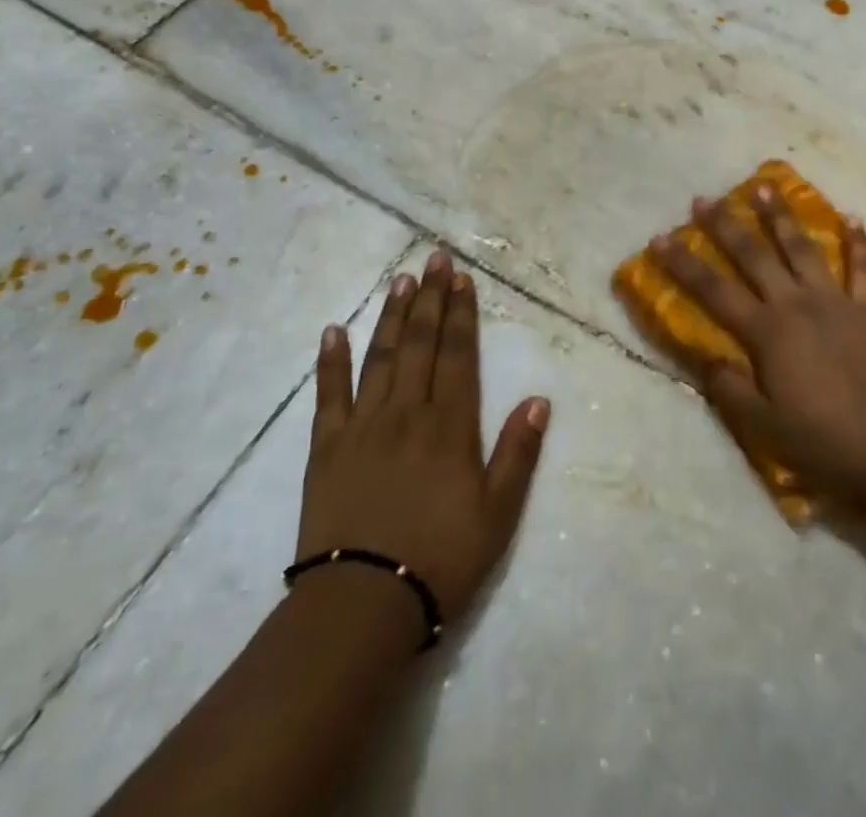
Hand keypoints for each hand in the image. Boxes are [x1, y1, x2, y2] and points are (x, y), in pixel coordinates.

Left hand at [297, 251, 549, 628]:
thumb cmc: (440, 560)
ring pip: (380, 356)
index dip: (461, 314)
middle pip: (420, 343)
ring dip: (392, 315)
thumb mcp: (498, 514)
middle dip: (430, 298)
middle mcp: (407, 412)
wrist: (361, 606)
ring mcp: (363, 426)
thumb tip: (539, 399)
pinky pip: (328, 395)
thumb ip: (518, 453)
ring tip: (400, 279)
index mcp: (450, 425)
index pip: (458, 354)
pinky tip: (334, 331)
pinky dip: (330, 361)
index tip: (461, 279)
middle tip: (433, 259)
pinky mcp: (326, 448)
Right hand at [650, 188, 865, 503]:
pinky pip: (860, 267)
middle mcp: (796, 303)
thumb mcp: (764, 426)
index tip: (660, 237)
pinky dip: (856, 241)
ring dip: (781, 216)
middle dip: (726, 225)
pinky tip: (851, 217)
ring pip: (802, 248)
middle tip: (705, 199)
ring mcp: (835, 301)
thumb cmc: (825, 439)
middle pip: (754, 256)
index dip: (684, 264)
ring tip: (764, 186)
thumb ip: (729, 388)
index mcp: (767, 332)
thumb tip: (703, 356)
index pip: (714, 291)